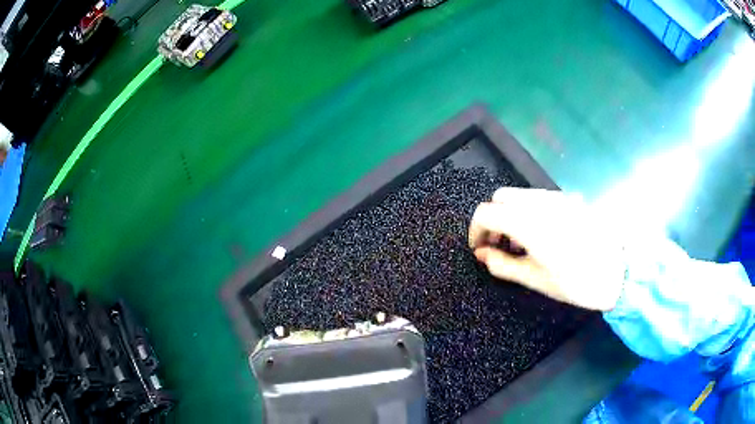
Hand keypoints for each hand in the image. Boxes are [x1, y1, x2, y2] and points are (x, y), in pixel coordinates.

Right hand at [468, 187, 624, 310]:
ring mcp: (557, 197)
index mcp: (528, 223)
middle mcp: (541, 202)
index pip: (486, 212)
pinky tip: (540, 235)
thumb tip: (482, 254)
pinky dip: (528, 211)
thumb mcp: (536, 279)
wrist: (619, 272)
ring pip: (520, 195)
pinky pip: (539, 198)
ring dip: (510, 214)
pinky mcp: (570, 199)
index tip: (479, 249)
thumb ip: (503, 264)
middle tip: (498, 245)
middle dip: (493, 219)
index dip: (476, 230)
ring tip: (521, 244)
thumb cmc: (577, 282)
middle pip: (501, 197)